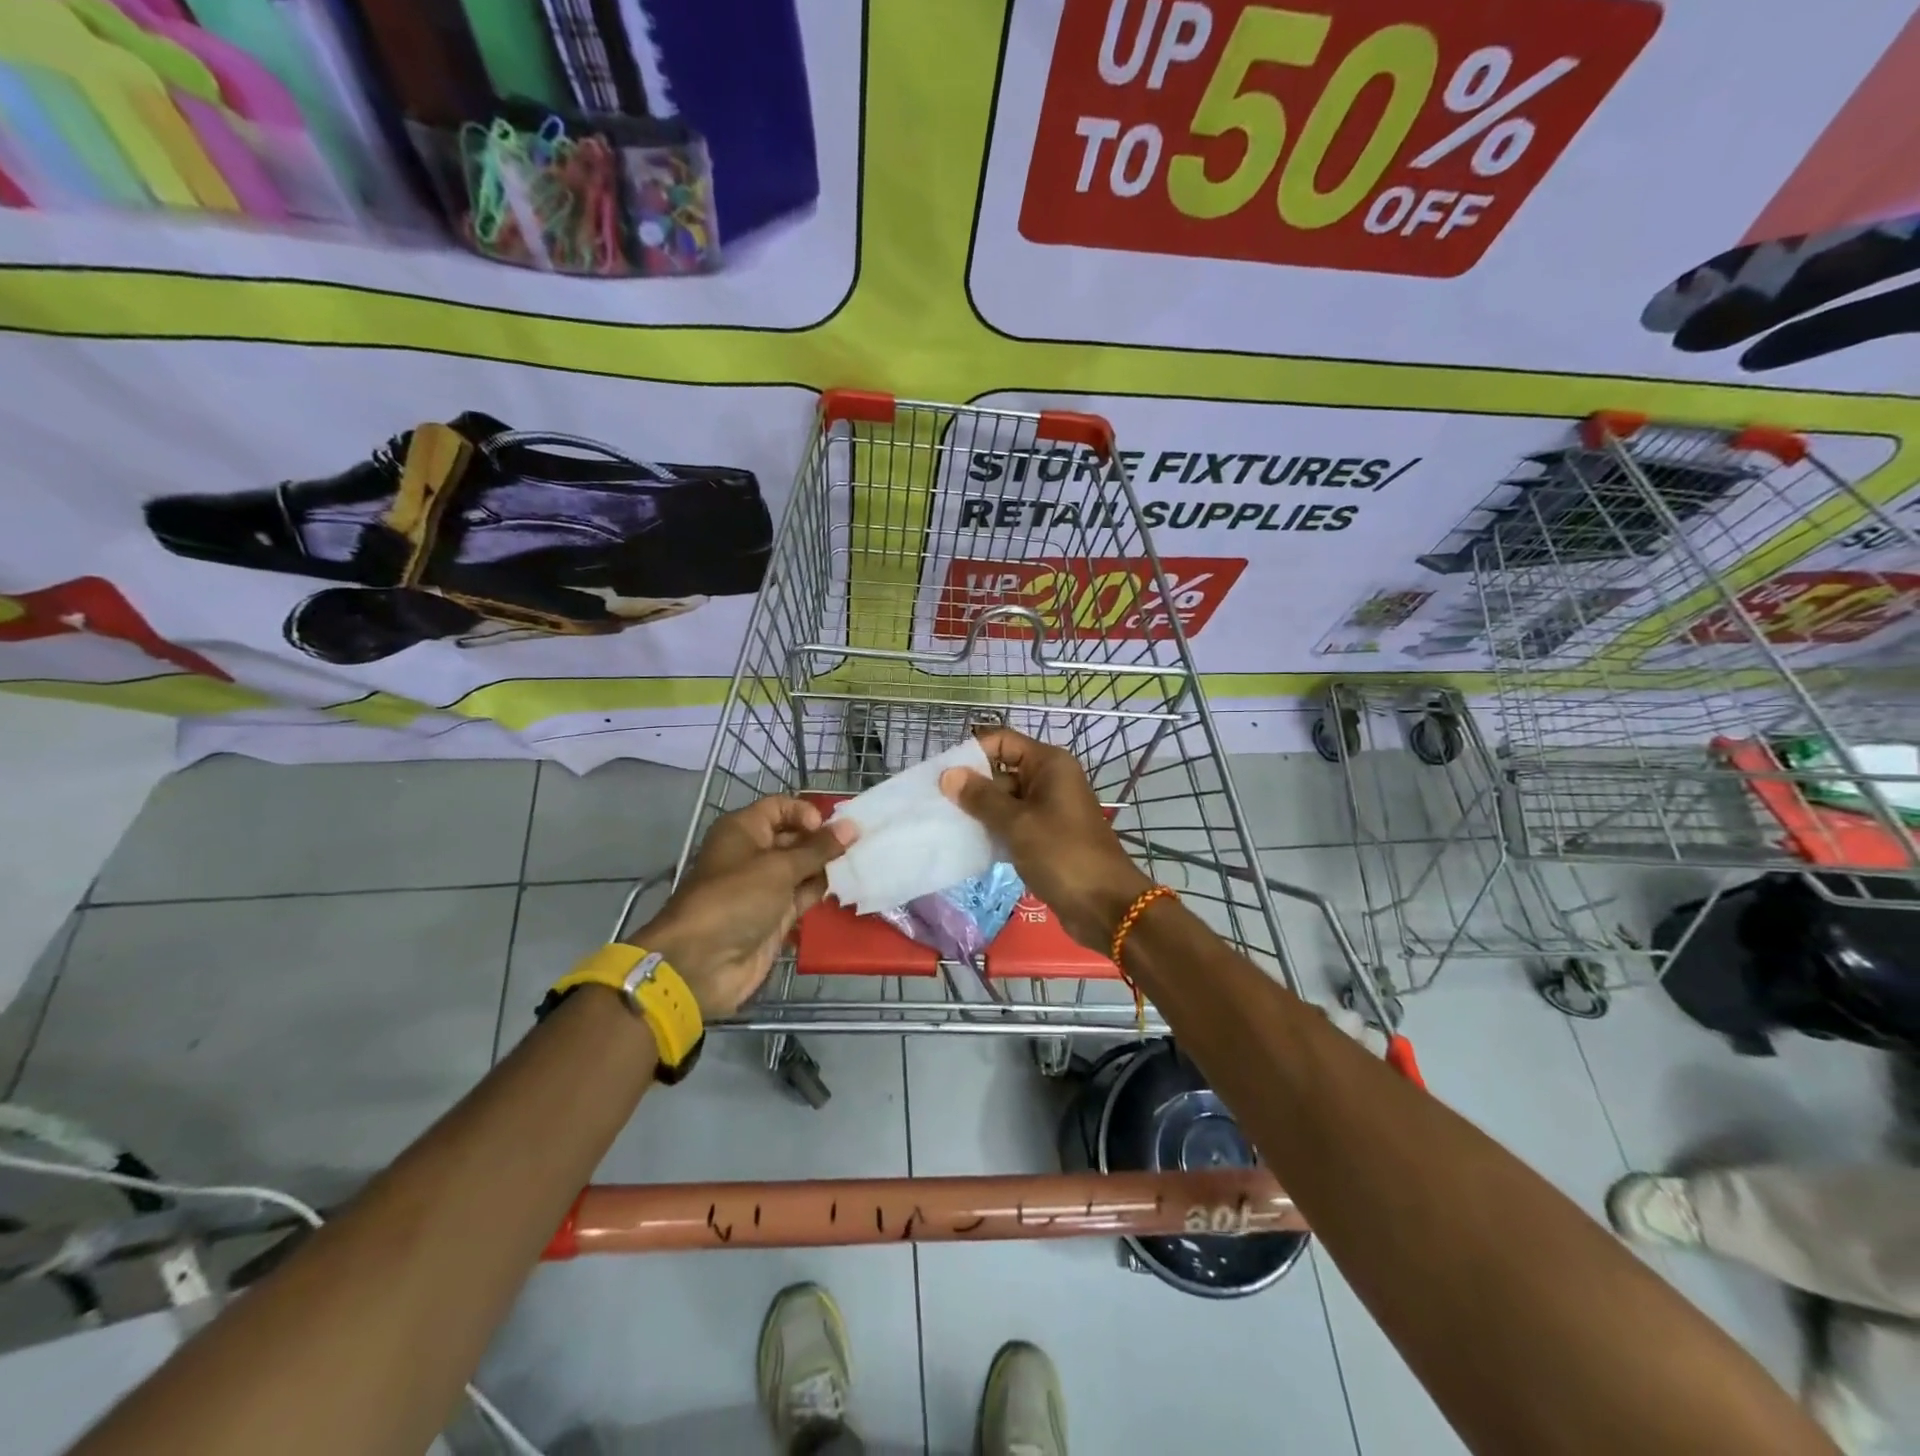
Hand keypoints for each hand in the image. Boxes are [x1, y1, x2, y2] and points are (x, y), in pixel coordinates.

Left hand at [629, 796, 853, 1018]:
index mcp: (743, 830)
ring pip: (803, 868)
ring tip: (863, 863)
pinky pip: (804, 895)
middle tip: (861, 844)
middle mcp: (753, 854)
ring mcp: (765, 887)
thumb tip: (851, 826)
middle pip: (794, 837)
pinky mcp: (776, 915)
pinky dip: (823, 891)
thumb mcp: (779, 867)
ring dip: (828, 866)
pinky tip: (850, 887)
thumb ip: (818, 848)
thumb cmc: (736, 899)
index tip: (830, 828)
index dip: (805, 812)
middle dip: (824, 840)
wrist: (702, 963)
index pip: (779, 808)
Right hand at [940, 728, 1150, 951]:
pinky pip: (1014, 824)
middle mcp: (1050, 780)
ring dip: (981, 813)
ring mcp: (1049, 810)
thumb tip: (948, 775)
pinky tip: (970, 845)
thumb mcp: (1017, 824)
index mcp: (1049, 764)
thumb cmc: (1063, 855)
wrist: (1106, 906)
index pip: (1002, 742)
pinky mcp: (1047, 836)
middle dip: (972, 787)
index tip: (942, 776)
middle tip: (938, 806)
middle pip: (1002, 771)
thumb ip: (981, 798)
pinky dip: (995, 831)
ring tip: (947, 826)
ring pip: (1006, 801)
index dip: (972, 753)